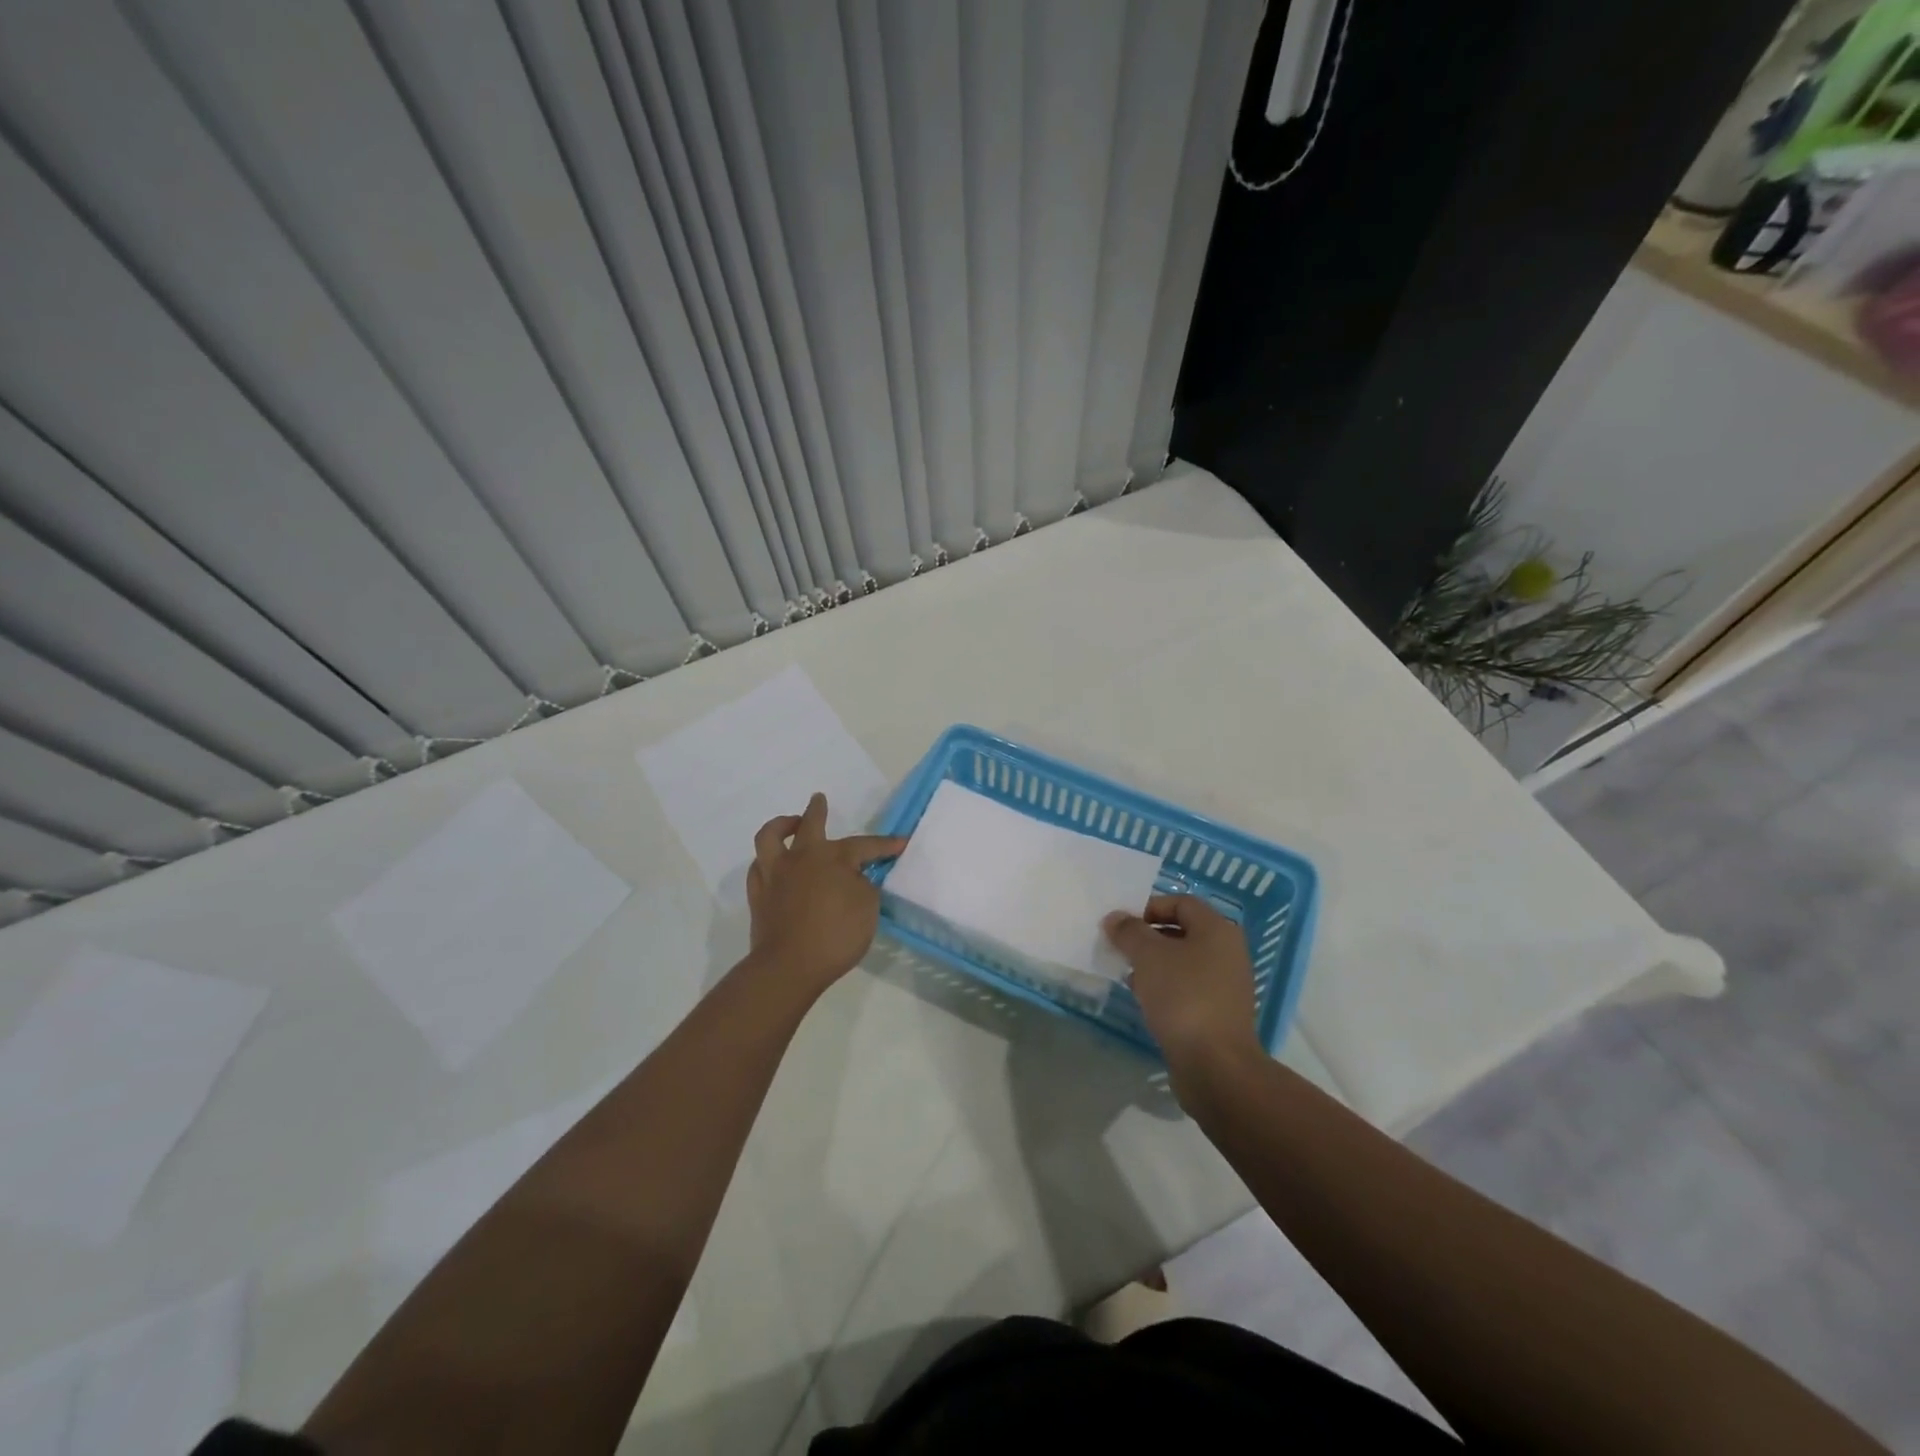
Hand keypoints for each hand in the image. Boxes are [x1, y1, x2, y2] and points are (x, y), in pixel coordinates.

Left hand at [746, 793, 905, 998]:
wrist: (790, 966)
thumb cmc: (836, 935)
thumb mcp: (868, 909)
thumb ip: (865, 887)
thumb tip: (856, 879)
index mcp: (833, 857)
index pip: (865, 845)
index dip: (885, 845)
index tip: (901, 843)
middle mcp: (802, 857)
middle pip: (810, 824)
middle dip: (817, 810)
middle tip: (819, 800)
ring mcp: (775, 874)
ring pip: (771, 836)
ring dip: (781, 825)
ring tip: (790, 823)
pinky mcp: (758, 895)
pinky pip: (758, 868)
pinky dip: (766, 861)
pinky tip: (773, 864)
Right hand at [1102, 895, 1262, 1077]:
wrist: (1215, 1065)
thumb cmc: (1183, 997)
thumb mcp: (1148, 956)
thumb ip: (1129, 932)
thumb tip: (1115, 918)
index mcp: (1217, 930)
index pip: (1181, 902)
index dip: (1149, 907)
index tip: (1122, 925)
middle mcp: (1227, 952)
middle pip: (1182, 931)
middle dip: (1148, 937)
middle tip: (1121, 949)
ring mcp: (1226, 984)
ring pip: (1183, 962)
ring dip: (1154, 964)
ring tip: (1128, 975)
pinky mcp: (1219, 1013)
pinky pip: (1188, 988)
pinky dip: (1165, 988)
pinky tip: (1145, 1000)